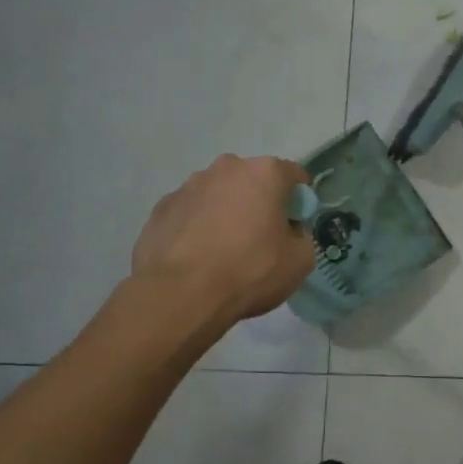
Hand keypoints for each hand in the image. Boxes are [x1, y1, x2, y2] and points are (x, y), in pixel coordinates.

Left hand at [129, 155, 316, 323]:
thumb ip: (301, 236)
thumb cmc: (249, 271)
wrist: (180, 295)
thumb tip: (288, 232)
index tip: (295, 225)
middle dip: (259, 202)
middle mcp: (226, 168)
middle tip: (260, 239)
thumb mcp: (300, 261)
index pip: (294, 176)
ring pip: (219, 194)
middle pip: (253, 181)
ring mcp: (188, 185)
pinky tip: (198, 256)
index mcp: (264, 173)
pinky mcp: (161, 207)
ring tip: (223, 250)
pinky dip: (198, 227)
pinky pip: (191, 212)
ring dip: (226, 212)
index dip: (299, 201)